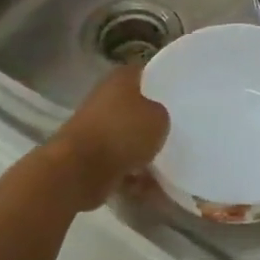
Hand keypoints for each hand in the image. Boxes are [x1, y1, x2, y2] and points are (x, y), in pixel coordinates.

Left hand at [49, 65, 169, 208]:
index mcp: (119, 79)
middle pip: (135, 107)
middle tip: (175, 132)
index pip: (145, 73)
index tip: (179, 97)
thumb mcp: (159, 118)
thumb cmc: (122, 133)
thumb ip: (161, 114)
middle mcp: (104, 98)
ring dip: (142, 151)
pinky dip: (131, 174)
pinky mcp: (88, 156)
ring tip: (164, 167)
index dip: (162, 83)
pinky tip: (146, 186)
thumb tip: (155, 119)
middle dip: (151, 121)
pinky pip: (118, 162)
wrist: (79, 170)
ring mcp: (94, 128)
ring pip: (126, 137)